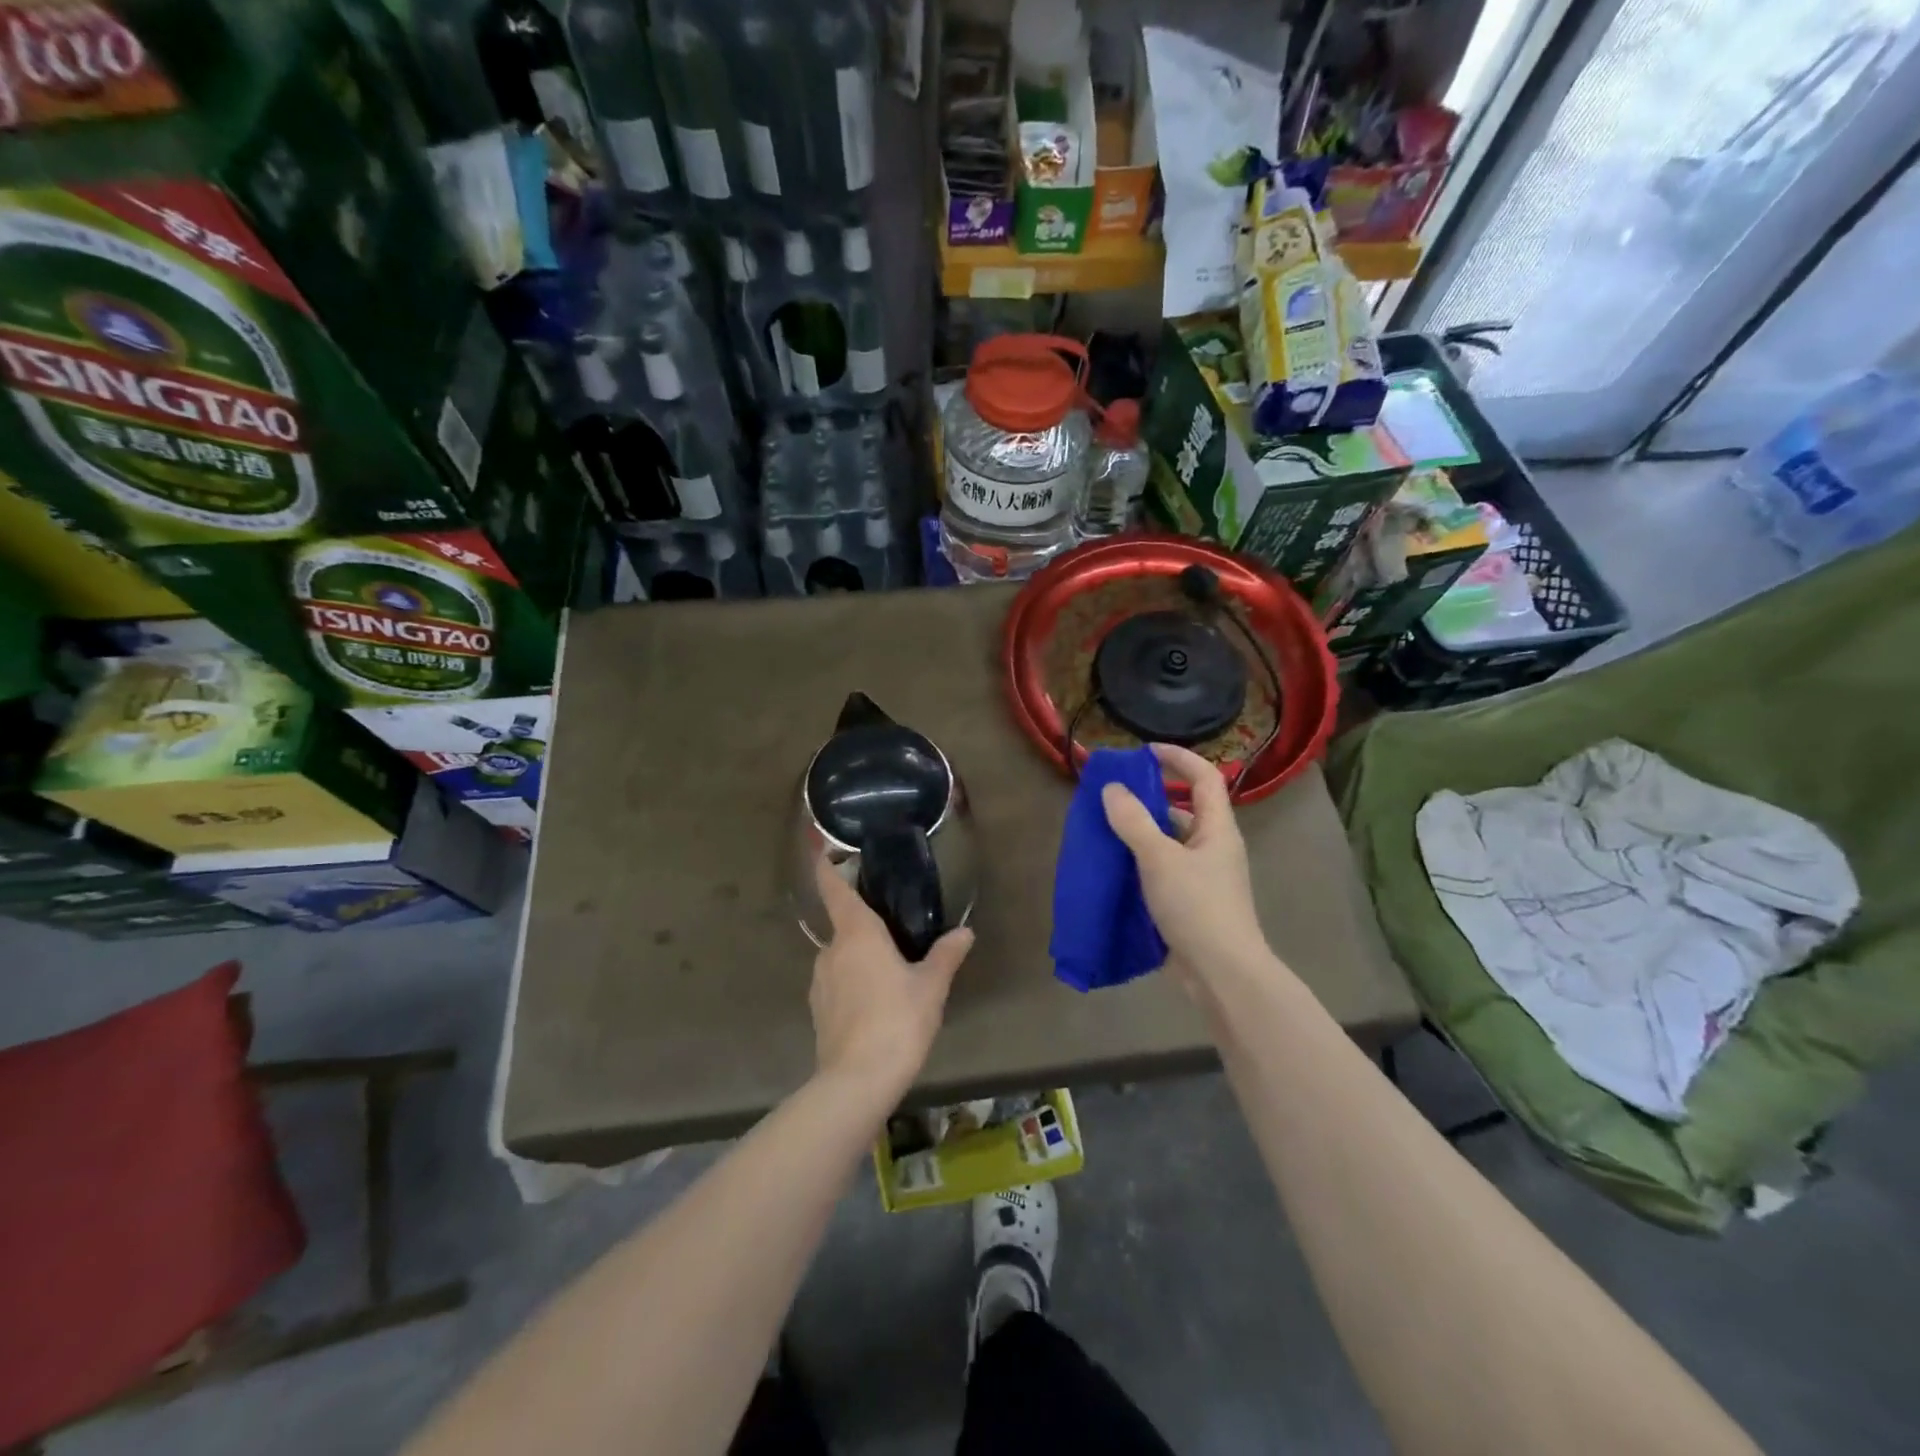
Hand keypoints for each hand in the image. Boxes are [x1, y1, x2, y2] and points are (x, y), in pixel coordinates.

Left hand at [809, 857, 973, 1100]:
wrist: (857, 1081)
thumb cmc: (897, 1020)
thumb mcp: (931, 986)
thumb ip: (946, 955)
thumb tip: (965, 932)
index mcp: (856, 934)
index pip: (834, 889)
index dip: (828, 868)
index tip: (826, 852)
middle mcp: (831, 950)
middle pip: (843, 925)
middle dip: (864, 924)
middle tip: (894, 930)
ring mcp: (820, 982)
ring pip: (840, 957)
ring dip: (860, 958)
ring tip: (890, 972)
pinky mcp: (818, 1010)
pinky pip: (837, 983)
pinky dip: (853, 983)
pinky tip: (875, 1003)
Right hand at [1101, 743, 1266, 988]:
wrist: (1222, 974)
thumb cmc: (1197, 907)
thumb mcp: (1159, 859)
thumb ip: (1133, 821)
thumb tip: (1112, 788)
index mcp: (1217, 828)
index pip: (1205, 777)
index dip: (1179, 758)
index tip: (1144, 751)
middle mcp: (1213, 847)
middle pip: (1185, 808)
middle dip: (1151, 796)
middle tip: (1113, 793)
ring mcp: (1203, 876)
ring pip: (1171, 841)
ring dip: (1142, 831)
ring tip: (1105, 827)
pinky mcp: (1190, 901)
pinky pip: (1163, 868)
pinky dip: (1140, 861)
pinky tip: (1115, 866)